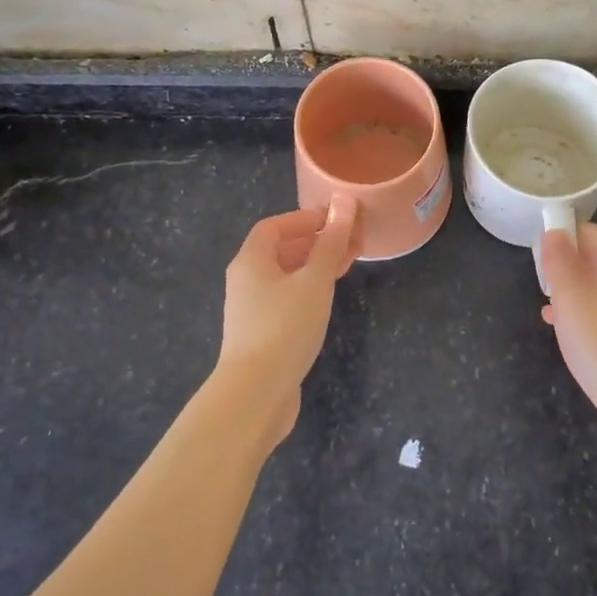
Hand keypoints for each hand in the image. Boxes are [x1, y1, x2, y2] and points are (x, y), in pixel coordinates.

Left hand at [215, 196, 356, 442]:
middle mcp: (246, 281)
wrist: (255, 394)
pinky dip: (308, 291)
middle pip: (280, 251)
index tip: (336, 218)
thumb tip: (344, 201)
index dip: (304, 219)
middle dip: (315, 242)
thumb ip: (330, 242)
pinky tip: (328, 299)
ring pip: (286, 277)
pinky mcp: (261, 335)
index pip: (274, 226)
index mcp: (251, 261)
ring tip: (347, 265)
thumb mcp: (314, 280)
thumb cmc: (285, 327)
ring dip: (315, 267)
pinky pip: (286, 300)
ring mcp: (251, 310)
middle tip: (350, 241)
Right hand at [541, 224, 596, 459]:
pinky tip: (565, 334)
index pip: (595, 232)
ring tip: (548, 309)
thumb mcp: (570, 296)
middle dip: (567, 265)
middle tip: (542, 282)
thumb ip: (560, 260)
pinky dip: (582, 316)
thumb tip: (555, 231)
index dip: (568, 234)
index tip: (542, 252)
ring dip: (571, 292)